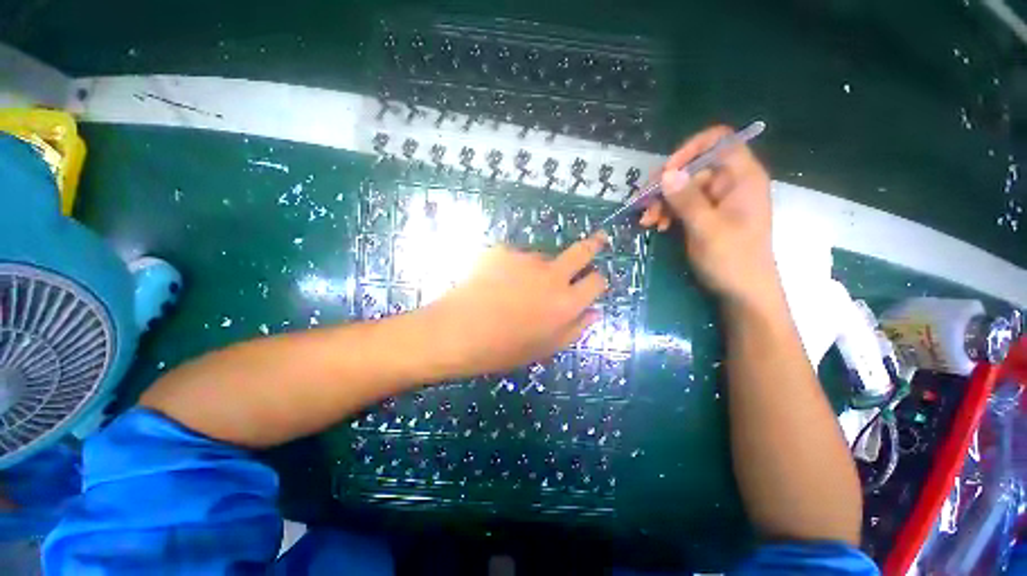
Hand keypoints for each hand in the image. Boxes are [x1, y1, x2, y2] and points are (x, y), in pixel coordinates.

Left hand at [427, 234, 608, 375]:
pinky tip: (494, 282)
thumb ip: (575, 329)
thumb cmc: (501, 349)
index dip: (597, 280)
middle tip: (599, 239)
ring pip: (543, 257)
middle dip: (594, 244)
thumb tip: (594, 311)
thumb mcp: (544, 348)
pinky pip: (516, 257)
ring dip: (539, 268)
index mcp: (565, 303)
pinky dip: (512, 267)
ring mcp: (526, 258)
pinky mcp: (503, 250)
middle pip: (582, 251)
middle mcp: (551, 275)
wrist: (455, 332)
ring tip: (514, 288)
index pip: (596, 281)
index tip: (593, 281)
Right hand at [639, 125, 778, 307]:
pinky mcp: (706, 215)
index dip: (690, 150)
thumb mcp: (707, 229)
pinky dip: (667, 213)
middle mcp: (729, 183)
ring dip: (661, 202)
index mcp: (741, 178)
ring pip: (682, 188)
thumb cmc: (732, 260)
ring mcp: (717, 200)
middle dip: (665, 186)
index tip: (666, 172)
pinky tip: (657, 226)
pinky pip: (682, 204)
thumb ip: (687, 200)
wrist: (742, 292)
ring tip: (648, 222)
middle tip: (644, 205)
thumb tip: (666, 173)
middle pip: (692, 167)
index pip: (718, 142)